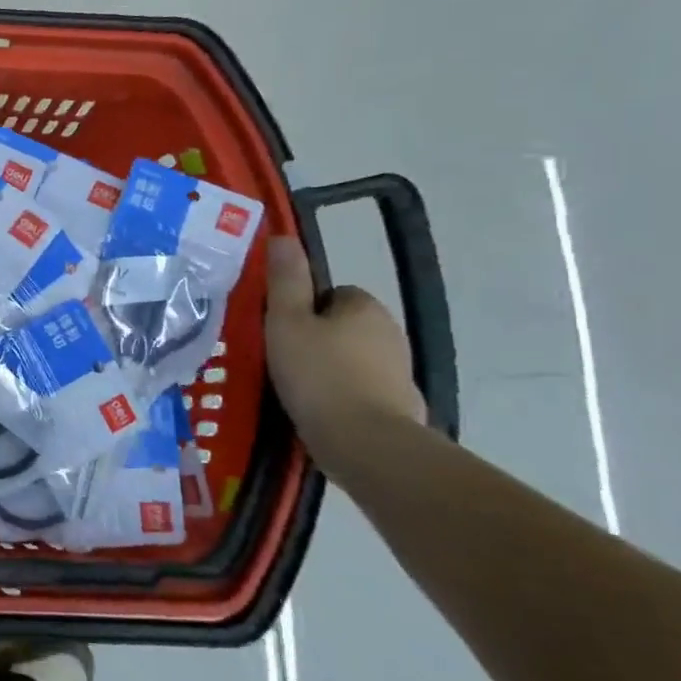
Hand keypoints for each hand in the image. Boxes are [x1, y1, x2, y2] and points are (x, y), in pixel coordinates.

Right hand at [265, 235, 423, 442]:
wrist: (365, 444)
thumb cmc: (318, 374)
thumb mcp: (286, 321)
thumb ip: (285, 279)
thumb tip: (283, 236)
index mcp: (364, 306)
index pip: (329, 294)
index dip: (301, 309)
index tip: (280, 332)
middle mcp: (390, 332)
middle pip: (341, 326)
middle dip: (316, 340)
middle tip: (281, 360)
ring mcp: (399, 372)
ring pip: (352, 360)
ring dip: (329, 369)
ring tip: (296, 390)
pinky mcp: (400, 407)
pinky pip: (362, 391)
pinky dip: (343, 398)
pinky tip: (320, 413)